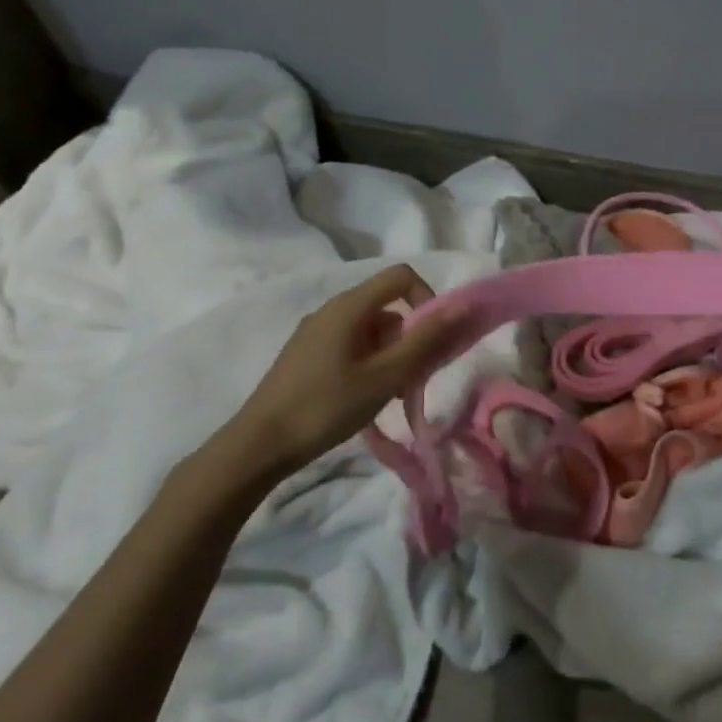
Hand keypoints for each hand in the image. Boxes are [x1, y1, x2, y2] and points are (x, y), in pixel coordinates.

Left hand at [205, 264, 459, 487]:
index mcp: (349, 306)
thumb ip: (425, 340)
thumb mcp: (385, 376)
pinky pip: (351, 345)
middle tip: (415, 377)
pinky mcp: (307, 354)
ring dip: (392, 354)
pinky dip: (370, 362)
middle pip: (388, 305)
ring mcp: (316, 332)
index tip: (434, 338)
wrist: (259, 445)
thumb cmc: (327, 406)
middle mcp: (332, 309)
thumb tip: (463, 306)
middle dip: (411, 336)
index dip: (427, 298)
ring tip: (391, 395)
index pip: (401, 276)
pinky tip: (365, 398)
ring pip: (371, 329)